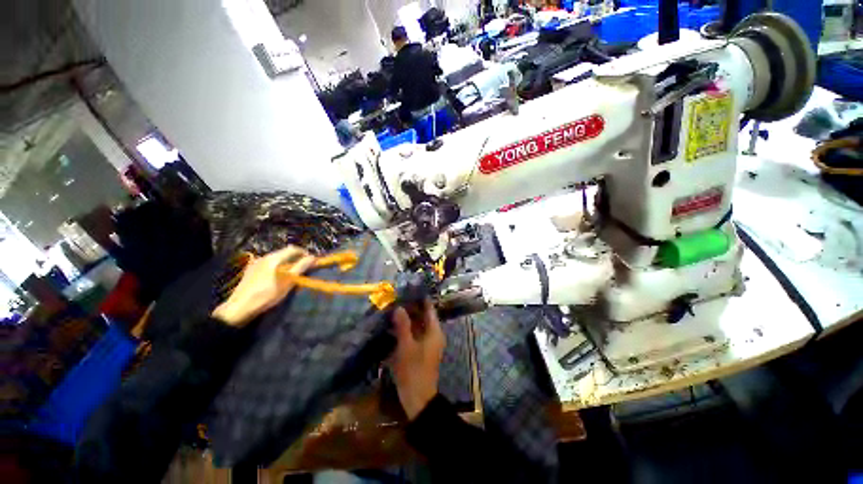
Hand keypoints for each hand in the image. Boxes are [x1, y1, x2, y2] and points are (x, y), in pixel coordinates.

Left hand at [212, 246, 315, 326]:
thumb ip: (301, 267)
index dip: (304, 253)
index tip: (311, 261)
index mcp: (274, 258)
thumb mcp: (288, 281)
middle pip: (284, 253)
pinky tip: (277, 278)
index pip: (293, 249)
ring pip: (276, 258)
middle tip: (303, 268)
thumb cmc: (267, 294)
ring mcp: (256, 263)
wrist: (240, 307)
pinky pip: (268, 264)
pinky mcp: (251, 271)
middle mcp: (264, 257)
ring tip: (291, 274)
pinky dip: (277, 267)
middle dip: (296, 258)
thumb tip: (313, 257)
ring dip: (286, 263)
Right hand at [388, 300, 445, 419]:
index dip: (421, 299)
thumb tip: (400, 307)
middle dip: (411, 308)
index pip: (429, 309)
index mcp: (434, 331)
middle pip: (423, 316)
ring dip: (407, 318)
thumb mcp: (406, 346)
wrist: (418, 398)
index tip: (410, 289)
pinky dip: (406, 329)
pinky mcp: (421, 350)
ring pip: (418, 325)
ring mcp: (427, 343)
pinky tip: (394, 326)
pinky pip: (414, 334)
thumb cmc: (414, 370)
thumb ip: (403, 326)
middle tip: (397, 298)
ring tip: (393, 308)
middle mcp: (433, 334)